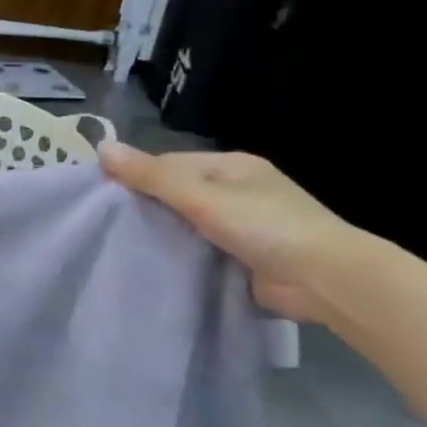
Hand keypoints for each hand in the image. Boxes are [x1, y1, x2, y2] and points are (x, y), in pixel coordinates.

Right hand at [99, 143, 367, 322]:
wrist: (325, 280)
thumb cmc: (264, 225)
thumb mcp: (201, 196)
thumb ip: (152, 176)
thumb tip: (101, 147)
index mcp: (231, 167)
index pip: (171, 164)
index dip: (137, 176)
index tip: (104, 196)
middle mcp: (238, 193)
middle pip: (179, 195)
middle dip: (148, 208)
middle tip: (107, 225)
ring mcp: (244, 228)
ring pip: (189, 226)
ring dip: (164, 235)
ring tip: (120, 247)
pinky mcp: (245, 261)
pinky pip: (202, 253)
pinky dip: (182, 258)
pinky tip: (153, 267)